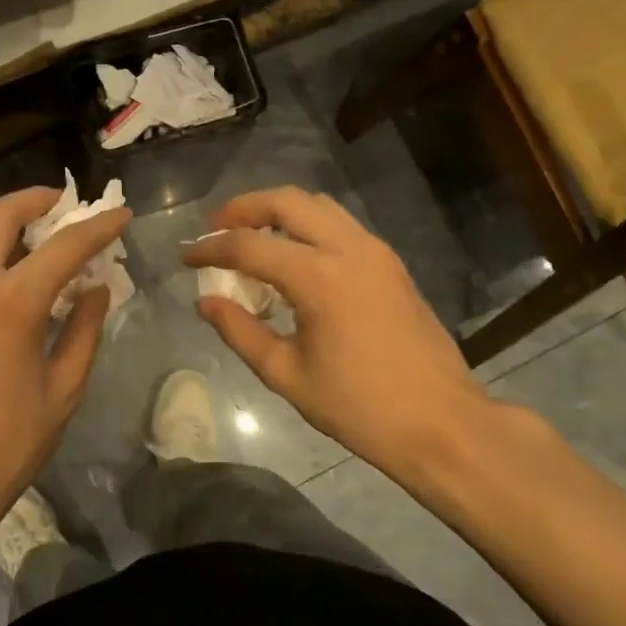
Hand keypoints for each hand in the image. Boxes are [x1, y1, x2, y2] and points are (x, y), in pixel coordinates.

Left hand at [0, 186, 130, 544]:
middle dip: (35, 200)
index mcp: (11, 302)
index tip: (122, 214)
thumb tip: (96, 290)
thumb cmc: (5, 444)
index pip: (64, 246)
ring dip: (14, 233)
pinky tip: (20, 293)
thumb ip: (84, 330)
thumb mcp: (63, 390)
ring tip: (50, 249)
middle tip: (66, 204)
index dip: (98, 226)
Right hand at [183, 187, 489, 484]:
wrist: (440, 422)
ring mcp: (376, 252)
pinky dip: (308, 226)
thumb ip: (240, 332)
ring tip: (251, 236)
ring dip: (279, 212)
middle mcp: (348, 250)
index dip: (210, 247)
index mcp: (318, 278)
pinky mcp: (391, 264)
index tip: (186, 255)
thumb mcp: (286, 375)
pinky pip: (340, 225)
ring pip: (318, 206)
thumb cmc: (358, 408)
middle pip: (287, 202)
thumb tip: (205, 302)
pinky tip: (293, 256)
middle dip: (244, 208)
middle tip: (216, 228)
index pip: (249, 246)